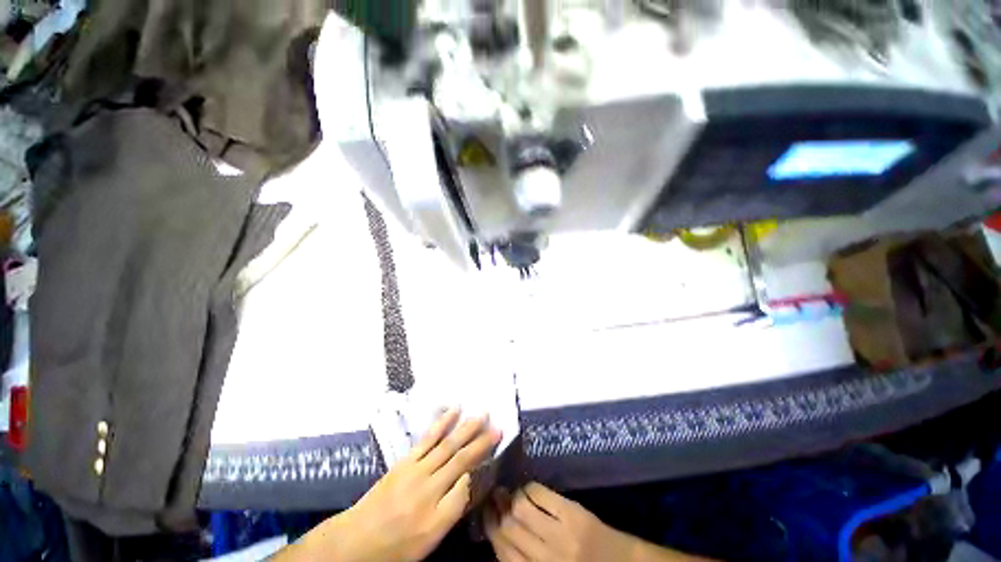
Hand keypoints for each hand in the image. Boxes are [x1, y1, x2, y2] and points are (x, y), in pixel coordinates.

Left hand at [280, 410, 501, 561]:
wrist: (357, 539)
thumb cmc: (397, 545)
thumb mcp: (428, 539)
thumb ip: (451, 509)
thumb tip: (469, 479)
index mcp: (437, 510)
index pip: (468, 480)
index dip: (483, 462)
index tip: (497, 445)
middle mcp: (430, 484)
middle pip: (461, 457)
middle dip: (481, 441)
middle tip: (498, 426)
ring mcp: (416, 468)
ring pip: (447, 443)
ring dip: (466, 427)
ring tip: (482, 414)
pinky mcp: (406, 459)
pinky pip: (428, 437)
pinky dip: (443, 422)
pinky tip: (453, 411)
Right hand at [485, 483, 636, 561]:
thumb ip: (525, 560)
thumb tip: (499, 535)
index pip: (503, 551)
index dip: (489, 527)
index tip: (483, 511)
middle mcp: (546, 557)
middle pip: (510, 528)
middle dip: (496, 509)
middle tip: (491, 495)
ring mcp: (560, 534)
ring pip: (522, 509)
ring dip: (511, 496)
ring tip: (506, 489)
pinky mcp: (573, 514)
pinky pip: (542, 495)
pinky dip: (530, 488)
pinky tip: (526, 488)